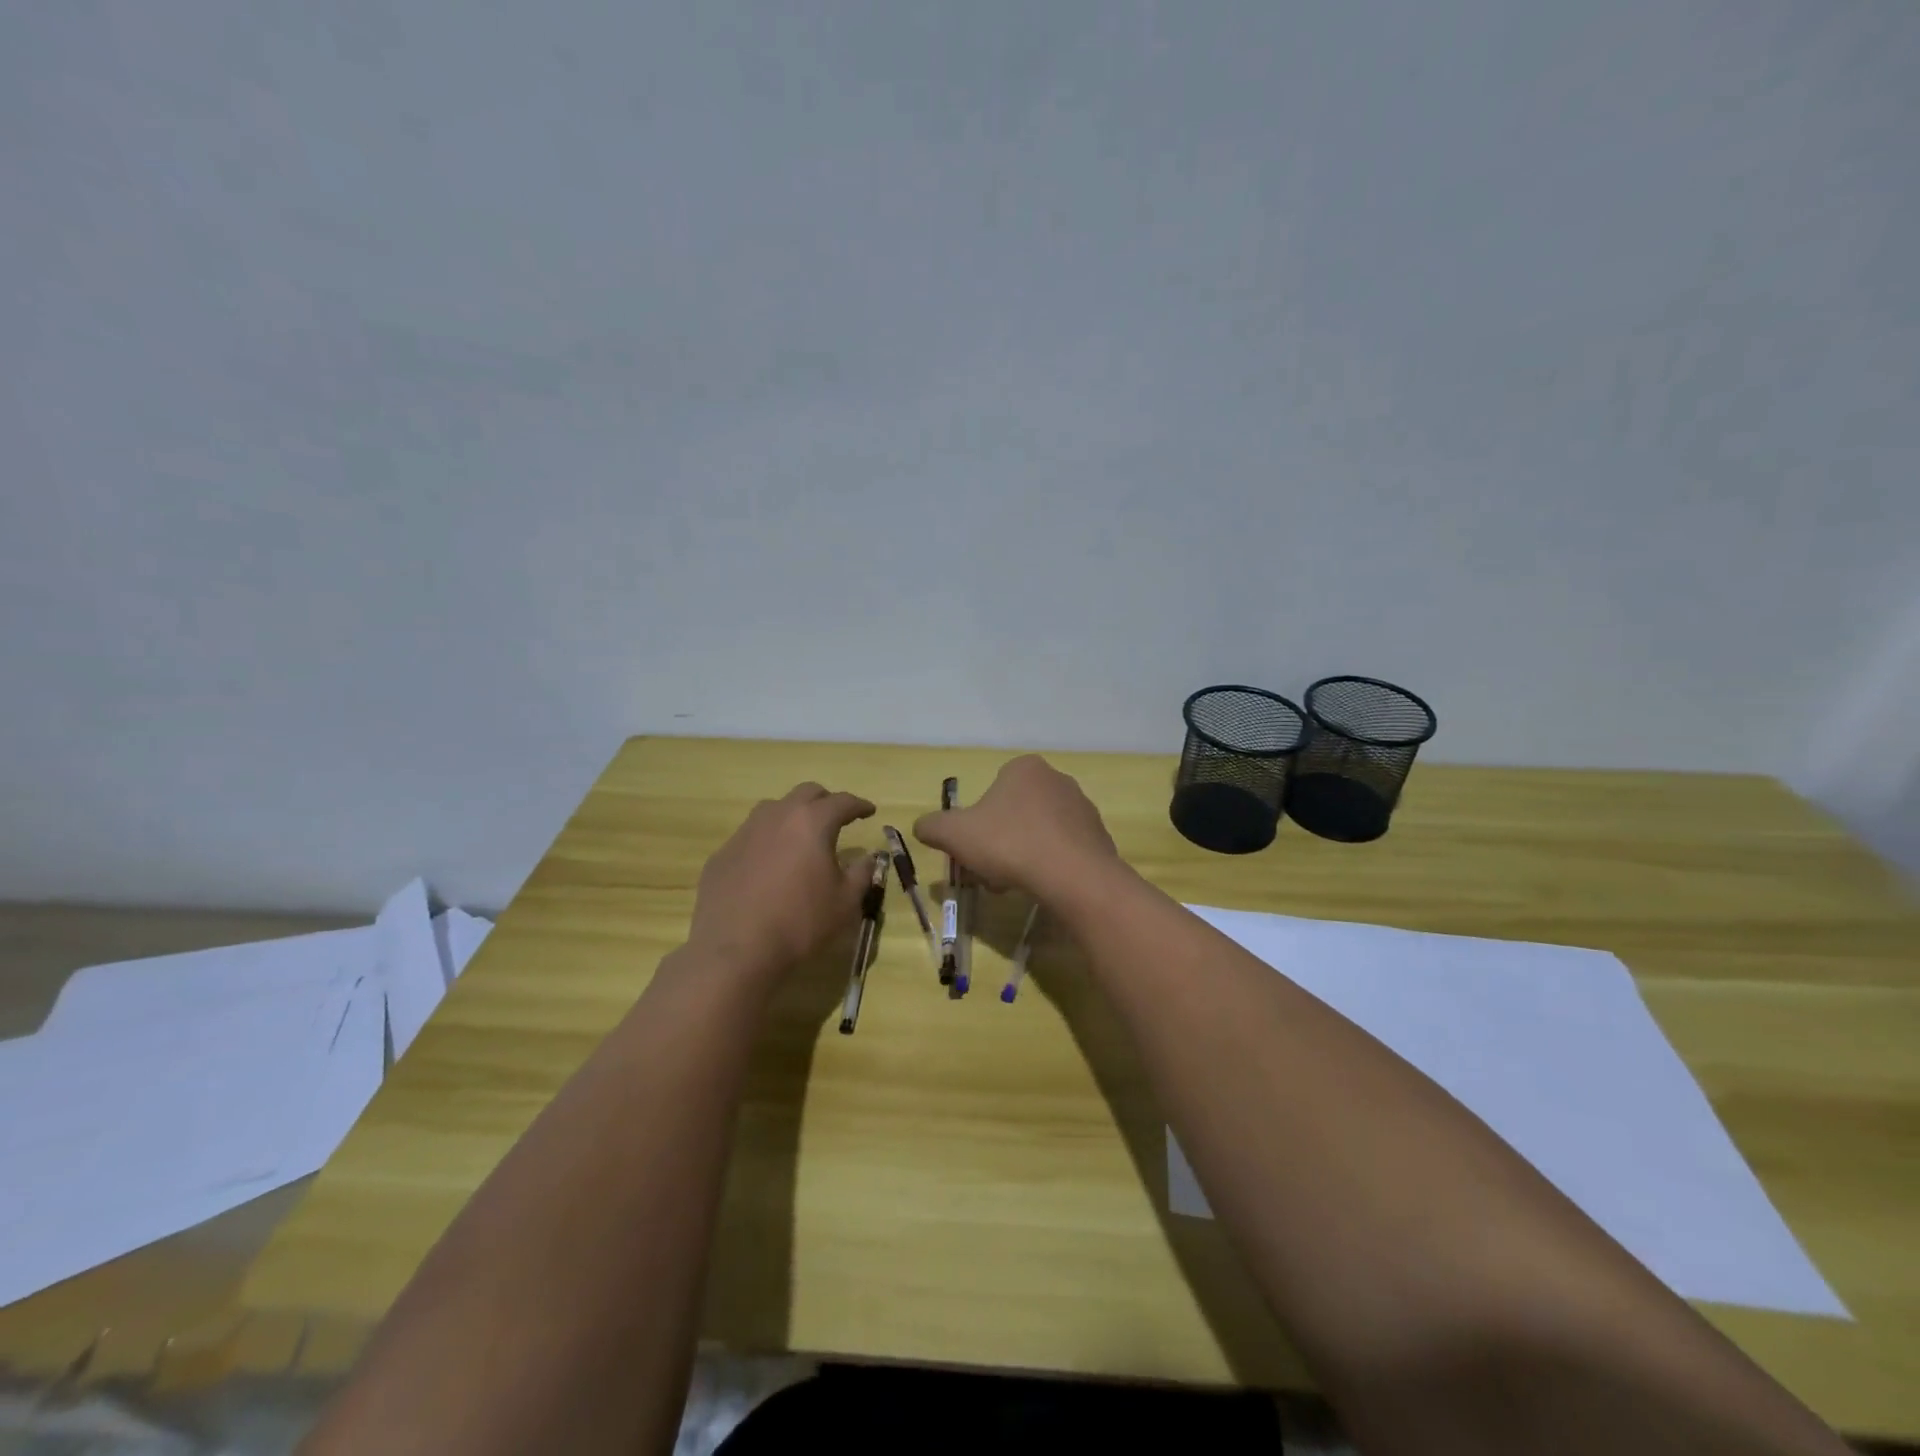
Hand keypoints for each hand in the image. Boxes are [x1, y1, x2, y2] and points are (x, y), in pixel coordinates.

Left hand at [687, 783, 876, 981]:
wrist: (734, 951)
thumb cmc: (800, 924)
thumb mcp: (845, 903)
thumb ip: (862, 873)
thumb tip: (868, 857)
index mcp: (812, 823)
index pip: (842, 802)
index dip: (859, 805)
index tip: (869, 811)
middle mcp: (777, 817)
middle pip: (806, 793)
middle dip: (826, 801)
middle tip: (837, 818)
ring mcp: (744, 833)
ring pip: (773, 809)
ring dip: (793, 816)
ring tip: (801, 838)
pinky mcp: (722, 854)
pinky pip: (750, 836)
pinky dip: (767, 842)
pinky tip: (769, 866)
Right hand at [912, 755, 1118, 902]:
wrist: (1073, 876)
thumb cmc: (1009, 844)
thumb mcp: (955, 834)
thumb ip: (933, 826)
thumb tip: (922, 826)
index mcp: (1024, 768)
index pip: (992, 791)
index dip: (977, 822)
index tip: (973, 849)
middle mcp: (1057, 779)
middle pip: (1015, 813)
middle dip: (999, 842)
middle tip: (990, 871)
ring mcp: (1083, 808)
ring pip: (1039, 833)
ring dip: (1023, 855)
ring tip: (1015, 884)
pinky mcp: (1099, 837)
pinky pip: (1064, 850)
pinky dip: (1050, 866)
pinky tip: (1043, 887)